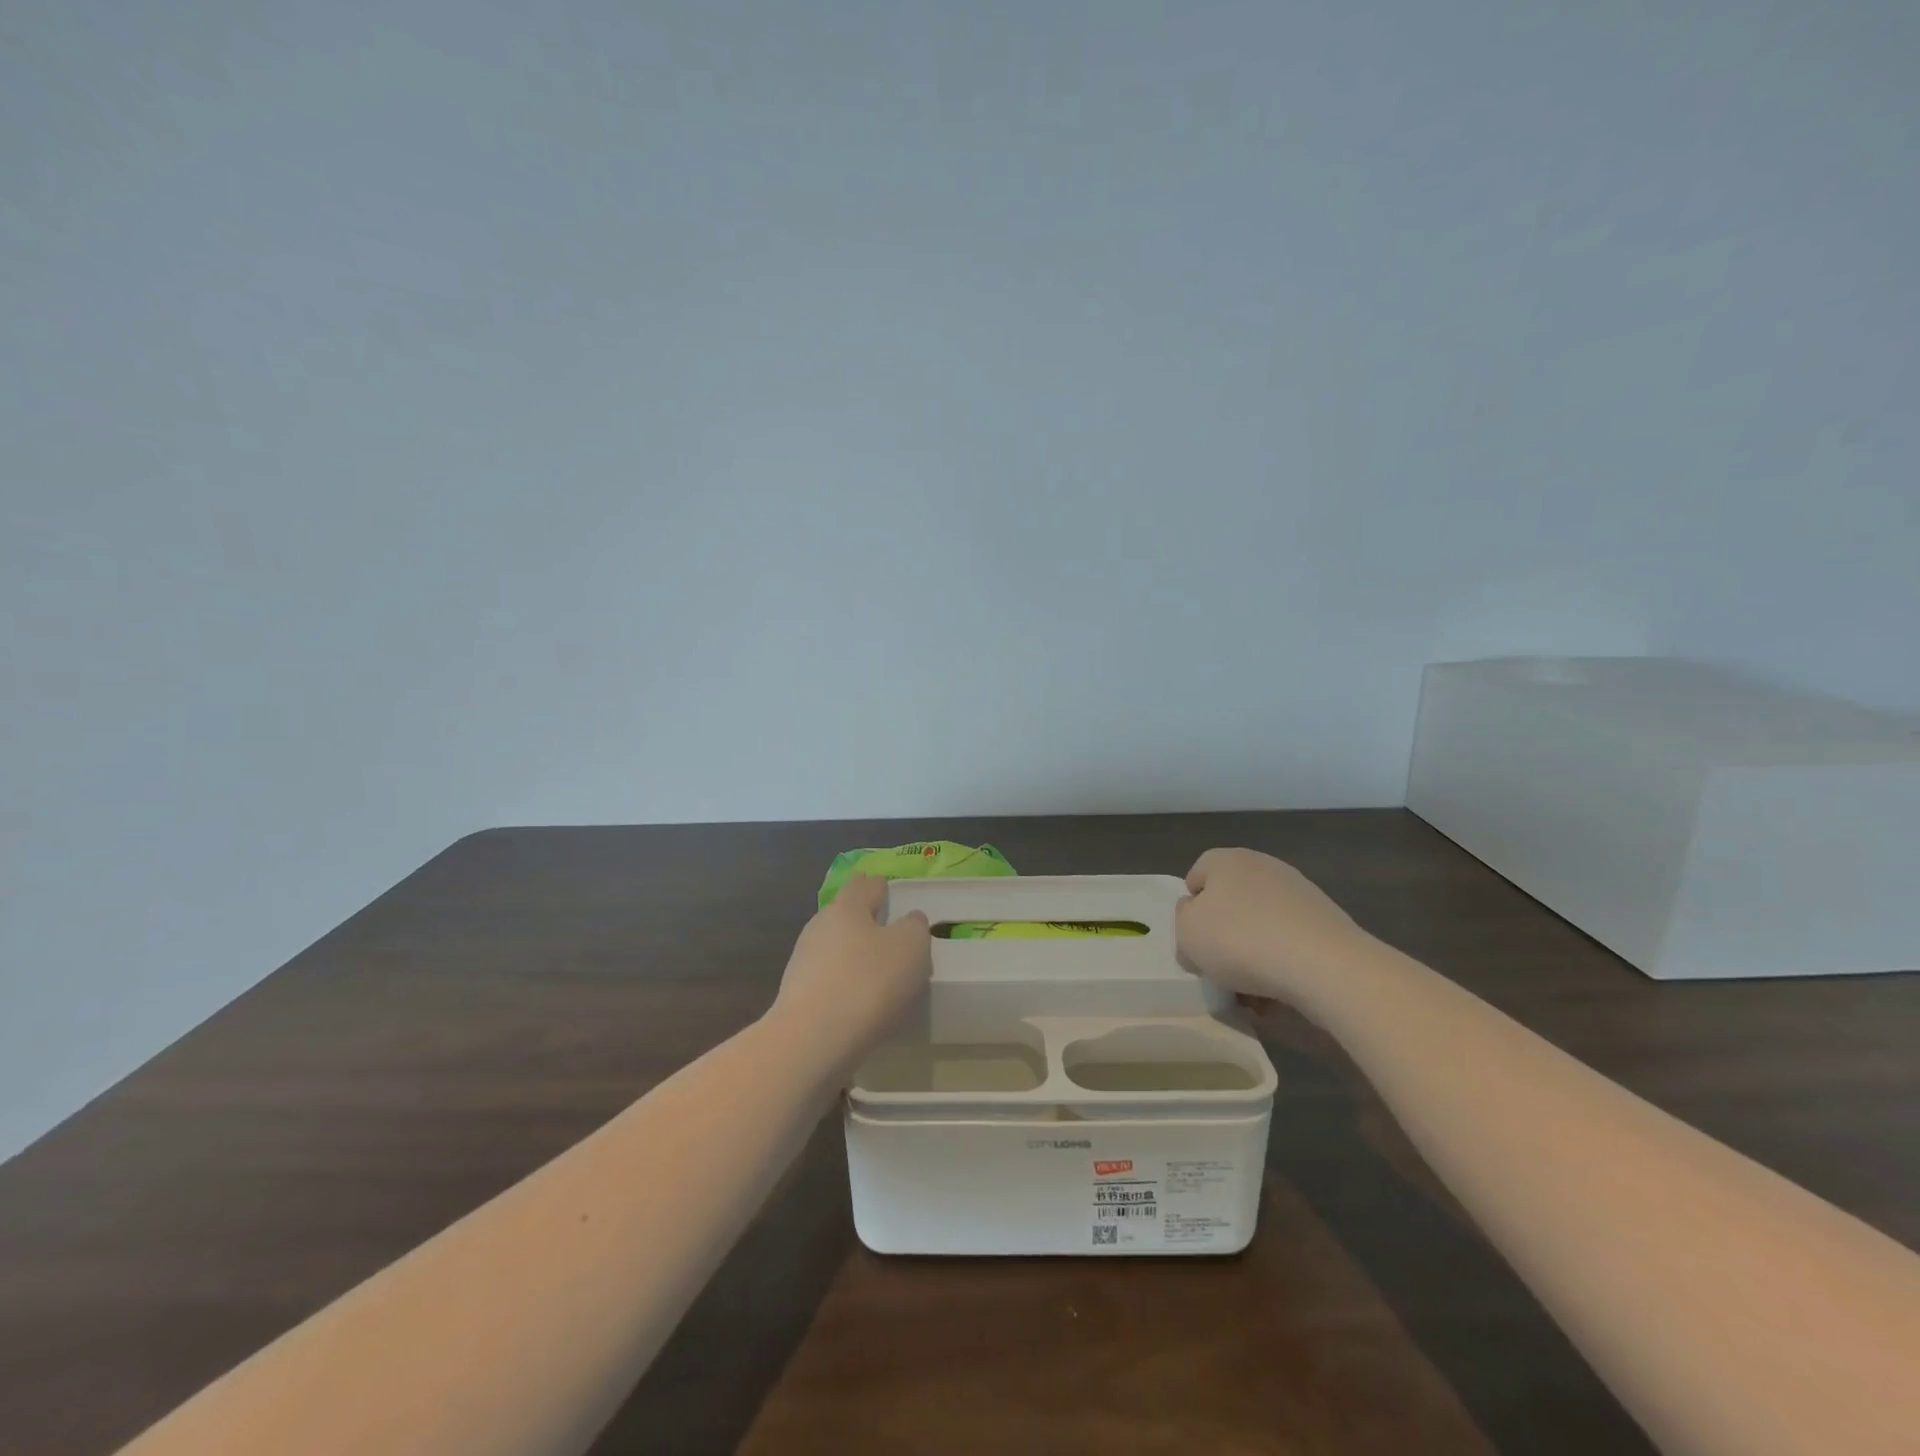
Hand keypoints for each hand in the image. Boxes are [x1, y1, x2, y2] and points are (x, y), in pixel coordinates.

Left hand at [770, 875, 931, 1074]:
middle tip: (891, 934)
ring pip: (836, 948)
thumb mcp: (911, 947)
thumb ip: (914, 927)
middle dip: (865, 921)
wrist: (811, 1041)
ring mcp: (804, 961)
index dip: (880, 886)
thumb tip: (908, 921)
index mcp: (847, 906)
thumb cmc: (868, 983)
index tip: (889, 891)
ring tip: (878, 971)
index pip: (866, 885)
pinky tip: (860, 1001)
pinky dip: (845, 983)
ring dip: (854, 955)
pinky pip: (829, 979)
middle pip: (846, 915)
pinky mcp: (797, 995)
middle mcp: (820, 926)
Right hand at [1175, 848, 1372, 1008]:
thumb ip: (1183, 918)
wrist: (1324, 965)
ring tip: (1252, 991)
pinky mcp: (1327, 920)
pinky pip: (1291, 941)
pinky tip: (1281, 991)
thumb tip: (1195, 913)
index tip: (1194, 941)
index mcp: (1226, 860)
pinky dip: (1283, 962)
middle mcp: (1263, 866)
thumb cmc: (1240, 941)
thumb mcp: (1187, 933)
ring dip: (1253, 953)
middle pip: (1231, 902)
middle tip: (1219, 967)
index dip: (1190, 910)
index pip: (1196, 877)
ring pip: (1261, 924)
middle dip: (1224, 934)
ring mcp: (1300, 892)